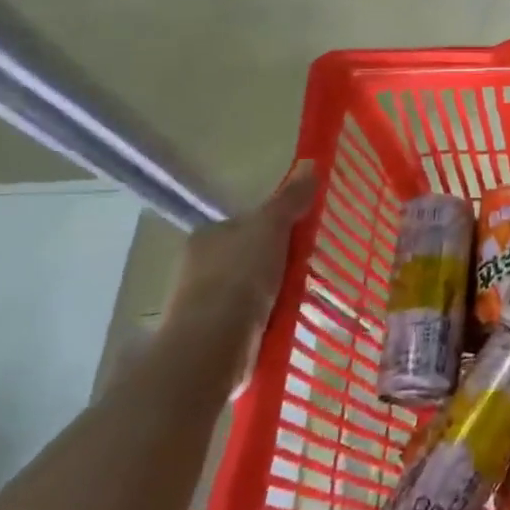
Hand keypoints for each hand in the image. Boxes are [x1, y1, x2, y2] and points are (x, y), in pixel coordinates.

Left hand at [161, 161, 317, 378]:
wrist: (212, 346)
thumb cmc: (239, 278)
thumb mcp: (271, 229)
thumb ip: (290, 200)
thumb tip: (310, 163)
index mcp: (207, 237)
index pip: (246, 224)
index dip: (276, 227)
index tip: (304, 237)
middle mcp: (198, 268)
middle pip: (250, 256)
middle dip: (278, 262)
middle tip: (311, 267)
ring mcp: (204, 305)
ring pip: (251, 290)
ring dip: (276, 293)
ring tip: (307, 297)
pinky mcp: (215, 336)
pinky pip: (252, 319)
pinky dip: (271, 319)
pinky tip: (291, 322)